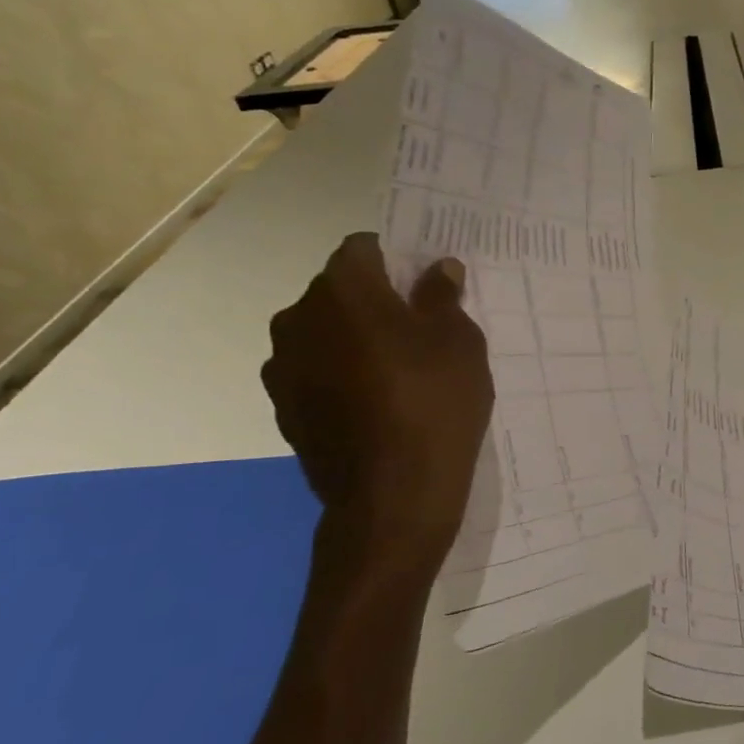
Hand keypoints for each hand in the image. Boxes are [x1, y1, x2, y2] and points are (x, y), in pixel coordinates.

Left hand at [263, 234, 492, 593]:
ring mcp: (284, 367)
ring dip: (357, 338)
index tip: (426, 282)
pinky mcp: (284, 407)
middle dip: (377, 299)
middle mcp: (298, 319)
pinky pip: (318, 371)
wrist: (393, 496)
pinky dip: (344, 374)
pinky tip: (380, 402)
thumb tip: (436, 269)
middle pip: (340, 290)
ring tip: (402, 370)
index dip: (396, 258)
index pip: (362, 248)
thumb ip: (442, 297)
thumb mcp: (460, 342)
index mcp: (342, 291)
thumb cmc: (434, 403)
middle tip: (423, 327)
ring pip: (326, 332)